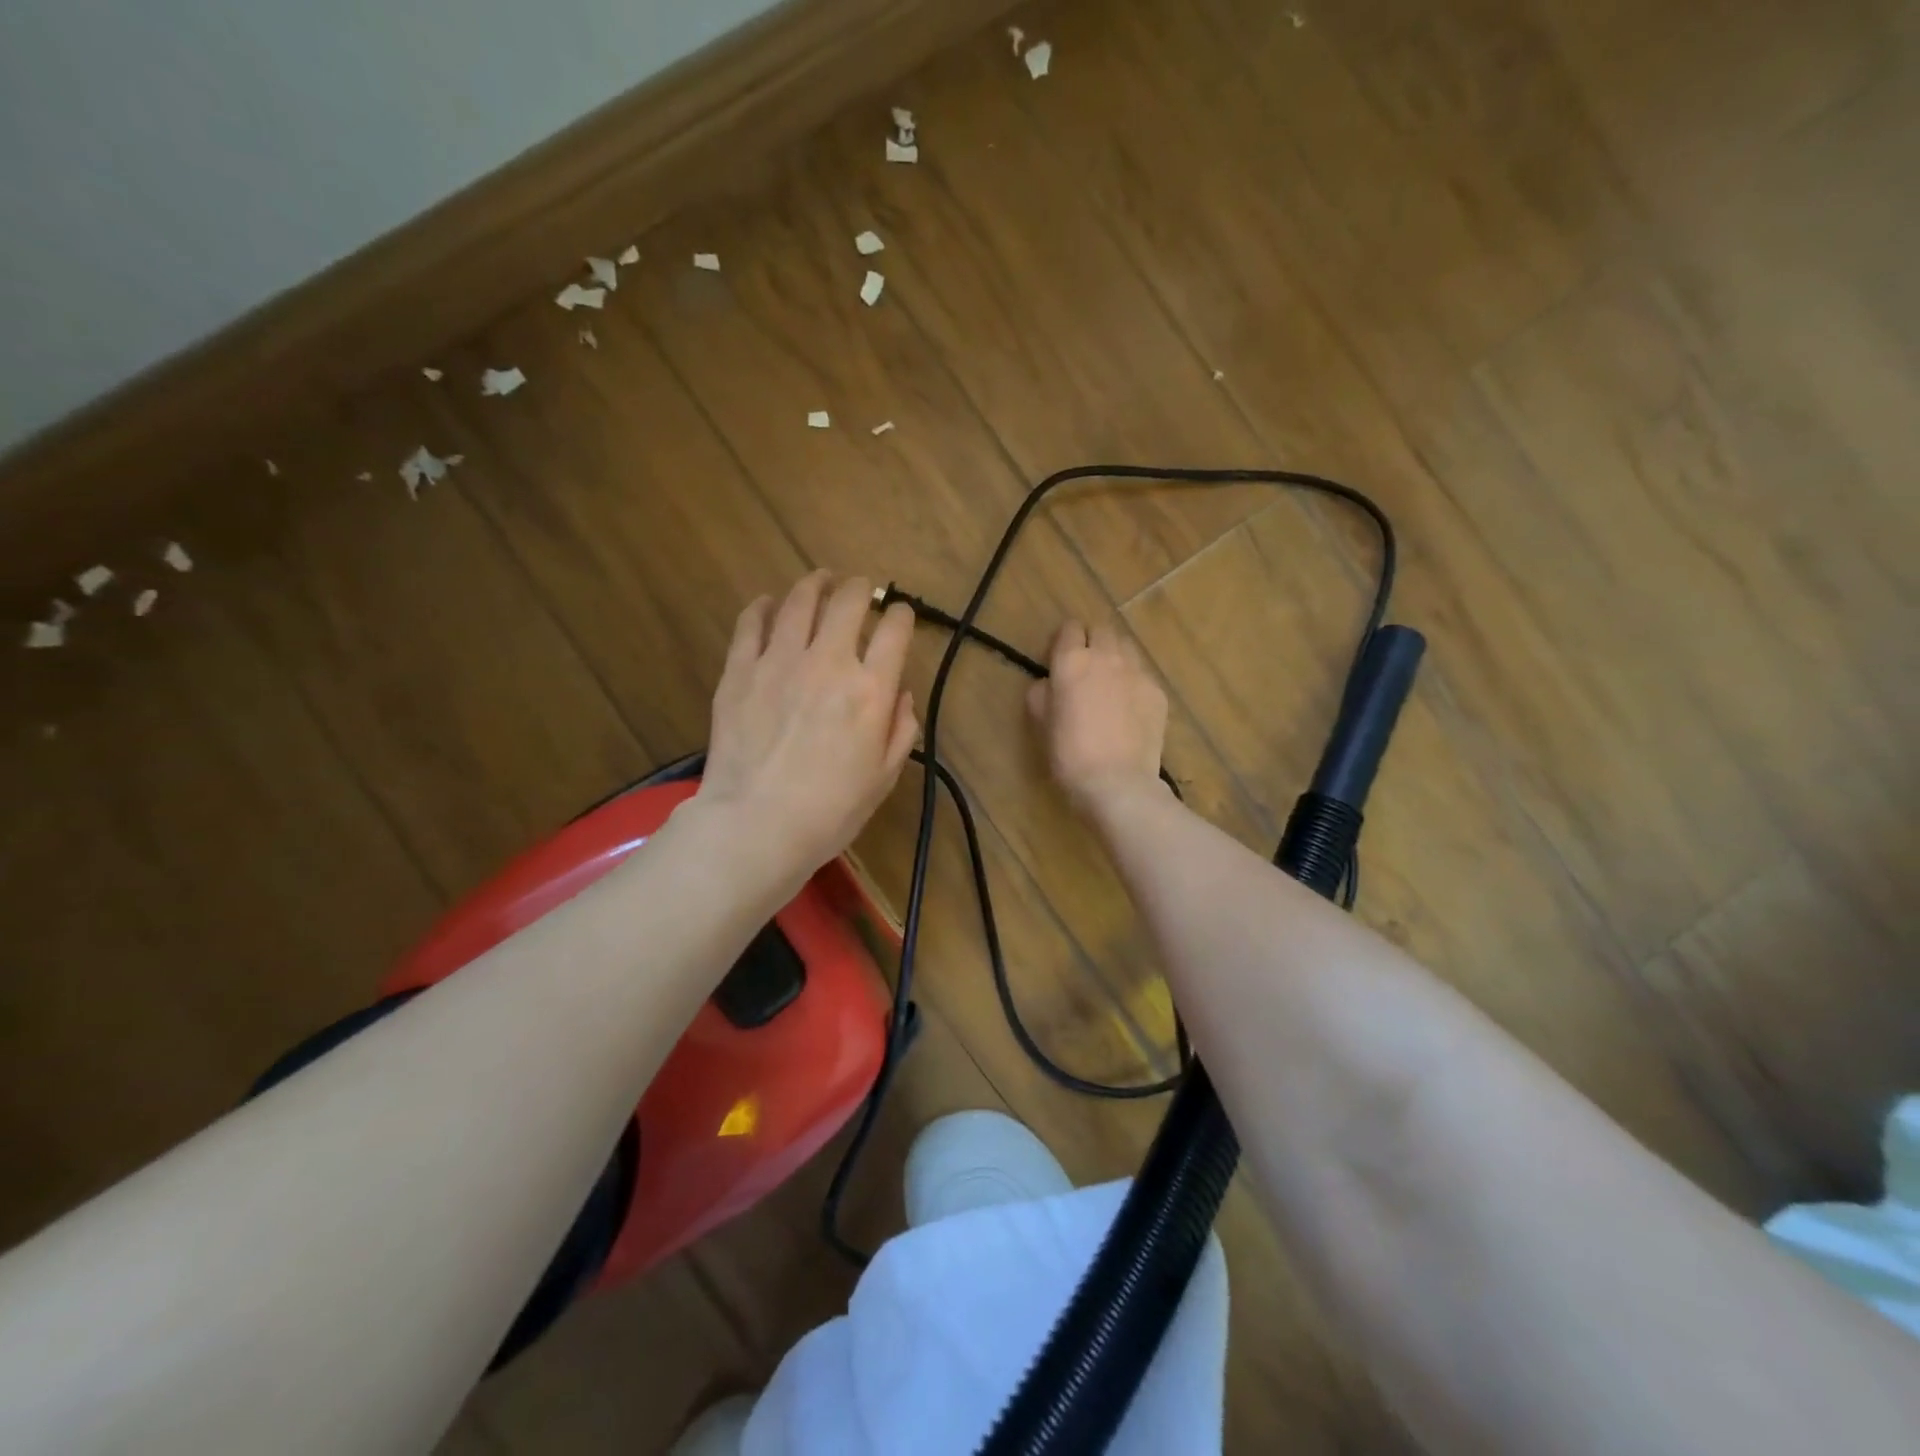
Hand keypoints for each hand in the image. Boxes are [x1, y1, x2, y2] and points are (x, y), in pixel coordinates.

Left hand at [699, 572, 918, 880]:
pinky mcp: (740, 670)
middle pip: (848, 602)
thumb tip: (901, 694)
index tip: (900, 616)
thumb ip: (901, 729)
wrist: (757, 825)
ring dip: (815, 584)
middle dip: (860, 588)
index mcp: (871, 689)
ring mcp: (780, 660)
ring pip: (800, 601)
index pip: (895, 630)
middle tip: (860, 588)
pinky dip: (764, 606)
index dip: (902, 615)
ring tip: (820, 580)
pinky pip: (752, 623)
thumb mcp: (884, 776)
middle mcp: (829, 662)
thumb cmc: (830, 810)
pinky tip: (770, 604)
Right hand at [1027, 619, 1167, 812]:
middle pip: (1101, 629)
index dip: (1063, 641)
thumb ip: (1041, 693)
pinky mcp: (1157, 692)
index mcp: (1072, 661)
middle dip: (1091, 641)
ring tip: (1109, 683)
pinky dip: (1133, 682)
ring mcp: (1137, 672)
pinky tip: (1128, 708)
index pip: (1069, 628)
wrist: (1117, 782)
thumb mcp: (1041, 722)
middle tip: (1085, 668)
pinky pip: (1142, 674)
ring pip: (1126, 647)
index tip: (1058, 660)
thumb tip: (1049, 683)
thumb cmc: (1069, 754)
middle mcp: (1106, 657)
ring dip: (1115, 656)